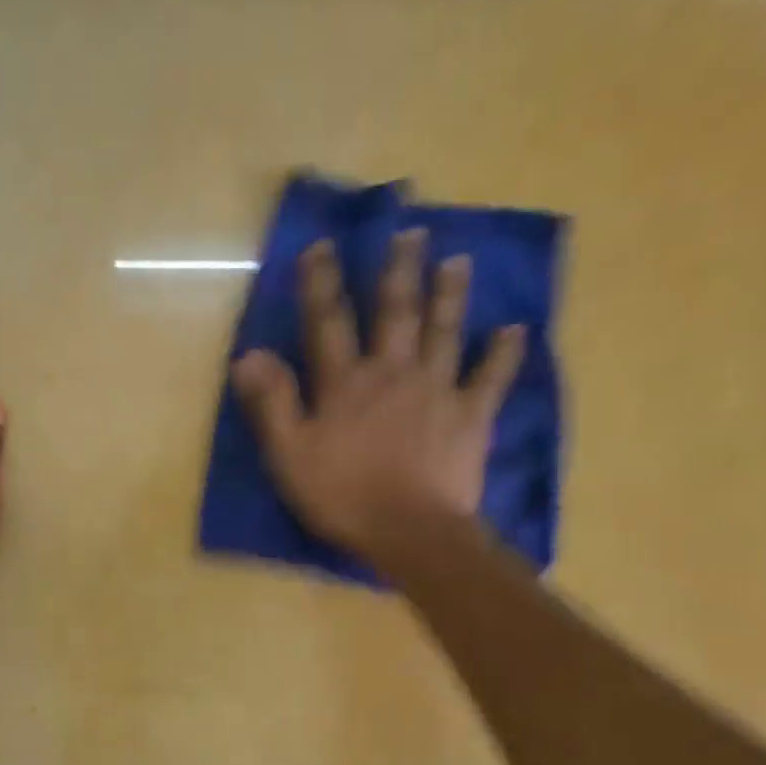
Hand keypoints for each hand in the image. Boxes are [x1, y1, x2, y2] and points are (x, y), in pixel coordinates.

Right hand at [232, 229, 523, 578]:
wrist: (409, 531)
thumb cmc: (342, 496)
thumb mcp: (289, 455)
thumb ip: (272, 403)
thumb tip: (250, 354)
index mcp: (345, 383)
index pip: (328, 322)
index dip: (321, 282)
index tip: (322, 245)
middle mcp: (392, 373)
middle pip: (396, 313)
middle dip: (399, 271)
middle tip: (411, 233)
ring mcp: (437, 391)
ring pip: (444, 332)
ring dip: (450, 294)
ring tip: (458, 260)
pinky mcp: (471, 416)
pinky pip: (491, 378)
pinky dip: (503, 354)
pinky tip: (515, 330)